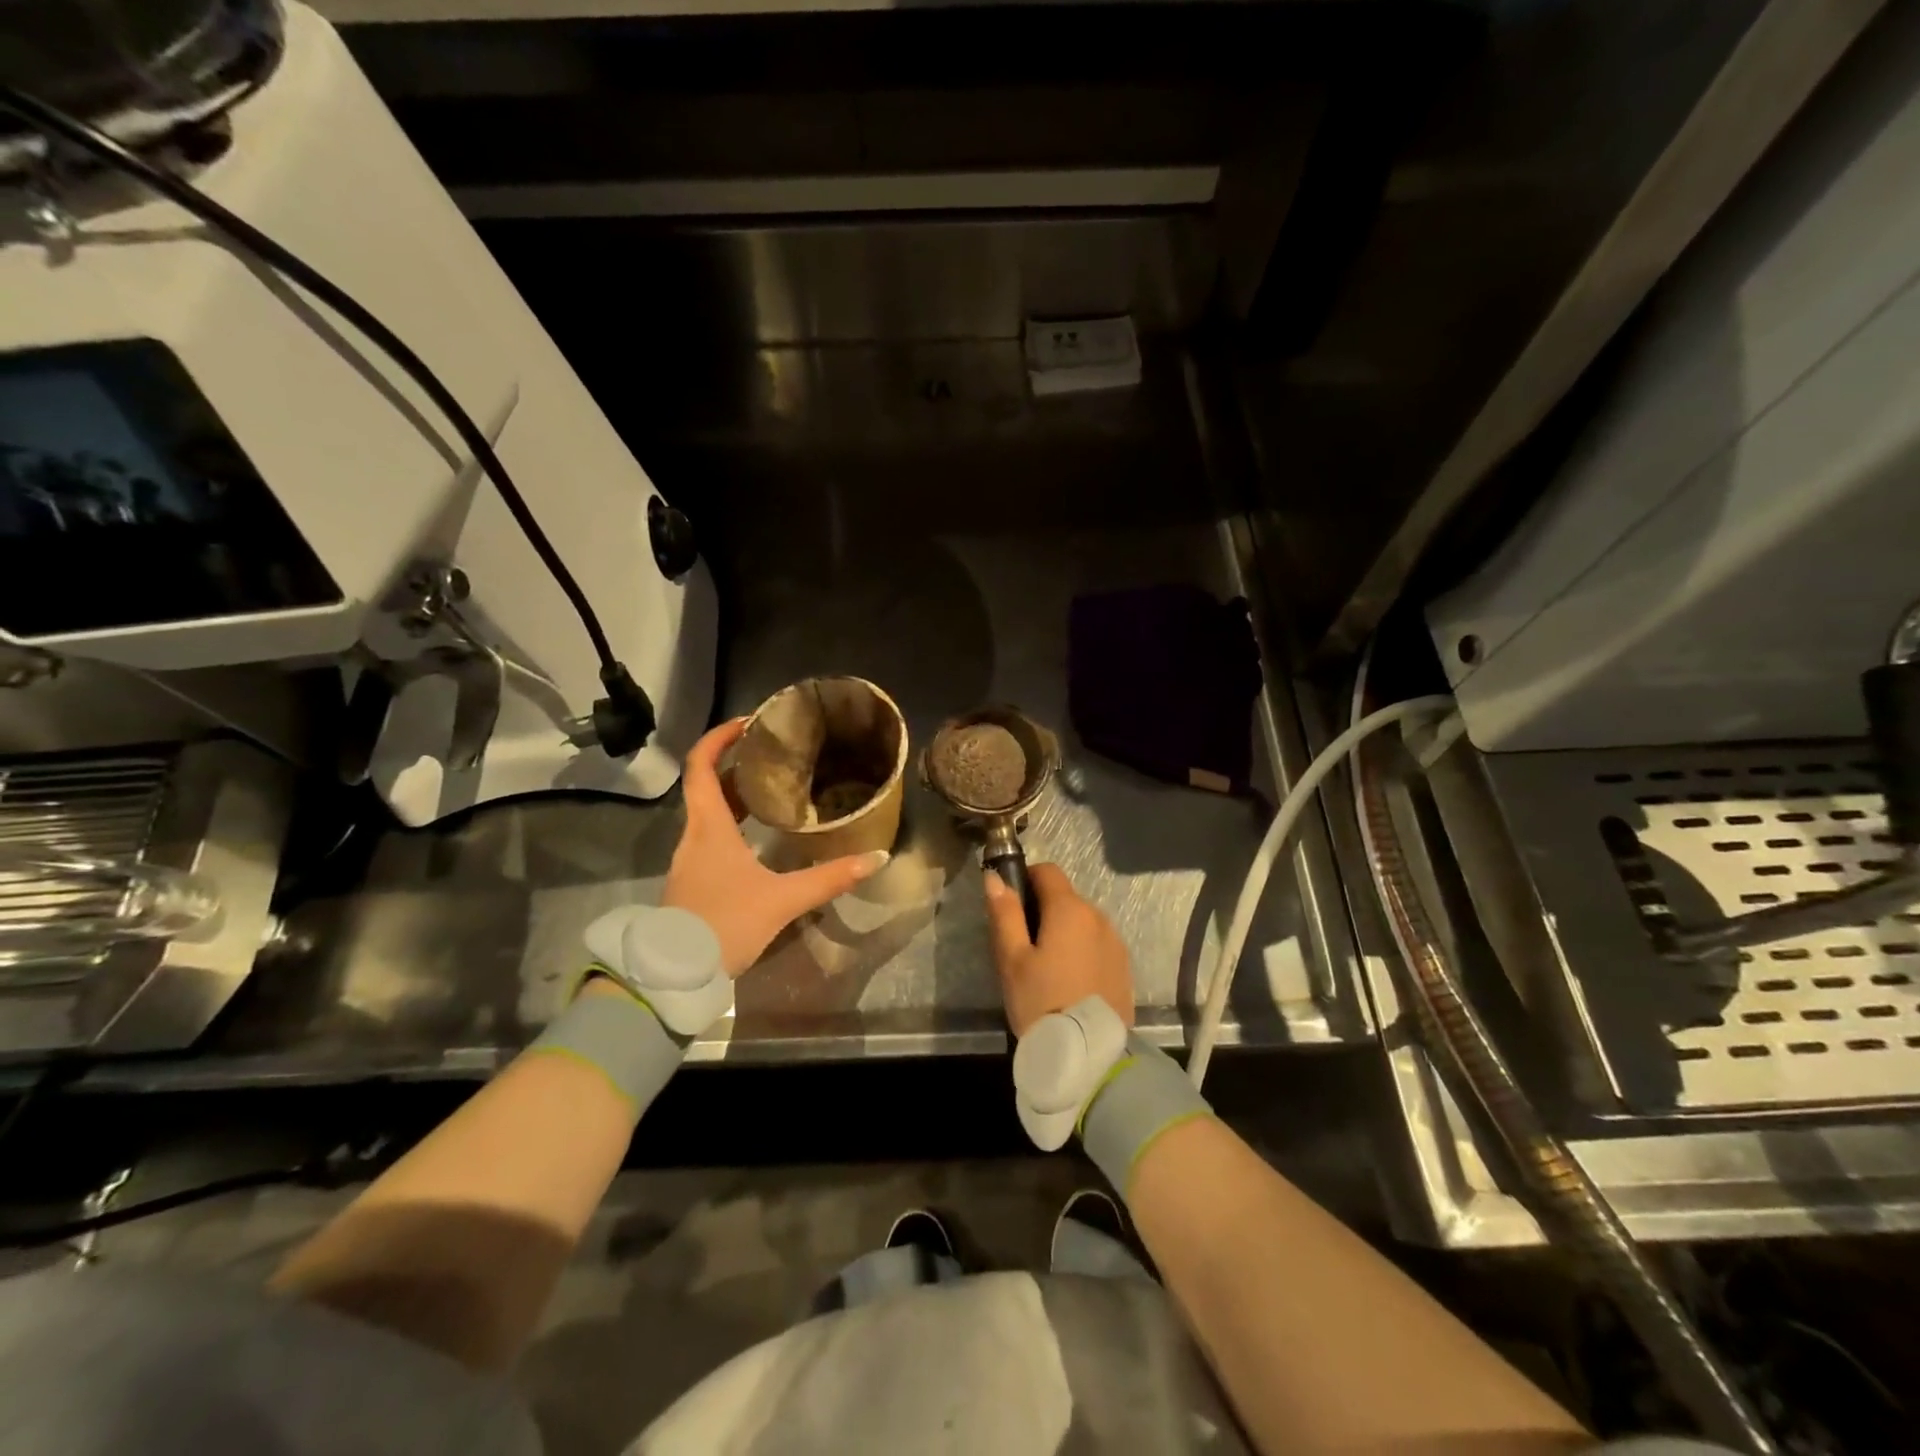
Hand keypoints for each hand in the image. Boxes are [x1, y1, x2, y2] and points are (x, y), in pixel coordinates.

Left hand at [666, 719, 888, 975]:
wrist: (676, 976)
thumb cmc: (725, 925)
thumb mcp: (782, 900)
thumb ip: (829, 878)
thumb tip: (875, 858)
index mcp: (708, 827)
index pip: (702, 766)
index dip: (719, 738)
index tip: (748, 723)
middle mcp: (694, 836)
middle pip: (708, 786)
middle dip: (739, 765)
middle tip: (776, 754)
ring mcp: (691, 860)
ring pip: (710, 813)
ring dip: (737, 795)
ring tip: (776, 788)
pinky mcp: (694, 881)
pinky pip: (712, 837)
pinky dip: (734, 823)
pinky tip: (761, 836)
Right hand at [984, 862, 1134, 1035]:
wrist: (1089, 1056)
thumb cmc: (1042, 1002)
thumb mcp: (1012, 959)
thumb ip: (1005, 914)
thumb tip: (995, 878)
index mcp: (1070, 909)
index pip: (1048, 871)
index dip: (1026, 879)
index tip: (1011, 907)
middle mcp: (1098, 917)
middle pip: (1065, 898)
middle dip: (1043, 911)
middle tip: (1023, 948)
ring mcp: (1115, 943)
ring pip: (1082, 923)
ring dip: (1064, 933)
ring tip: (1046, 971)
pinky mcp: (1124, 967)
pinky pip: (1096, 945)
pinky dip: (1081, 952)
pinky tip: (1069, 984)